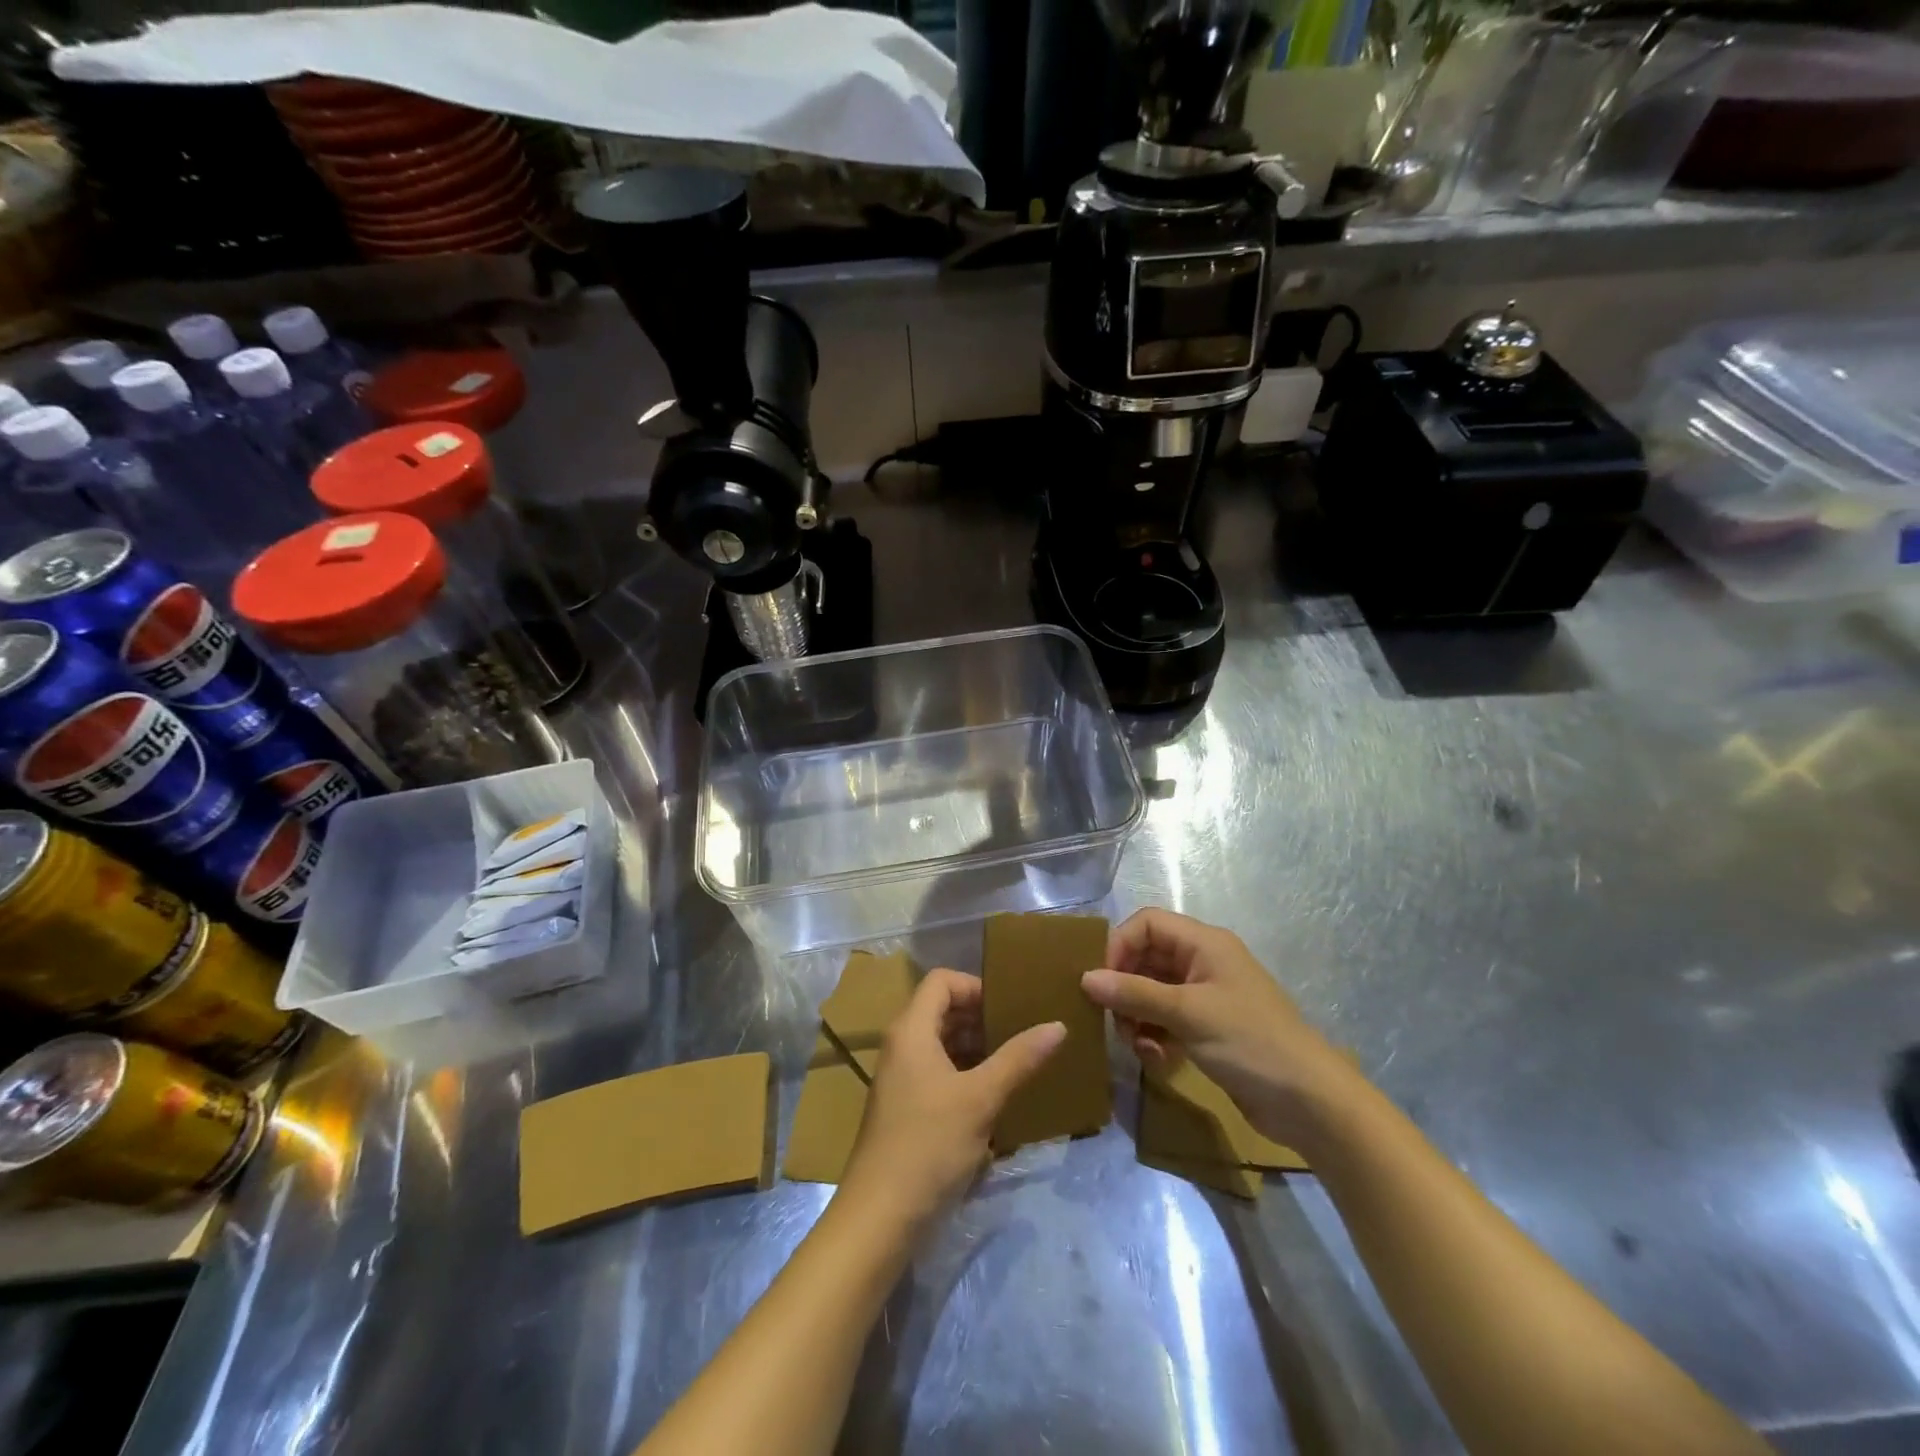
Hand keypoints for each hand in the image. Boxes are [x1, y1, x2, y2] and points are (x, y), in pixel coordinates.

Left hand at [840, 969, 1064, 1232]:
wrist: (880, 1216)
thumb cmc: (929, 1144)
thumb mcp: (980, 1098)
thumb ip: (1019, 1058)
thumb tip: (1058, 1024)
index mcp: (911, 1030)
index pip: (942, 981)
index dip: (976, 985)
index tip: (1012, 1005)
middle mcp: (902, 1045)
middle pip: (942, 1010)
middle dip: (982, 1016)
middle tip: (1023, 1030)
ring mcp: (902, 1078)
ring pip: (942, 1043)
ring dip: (977, 1047)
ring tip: (1017, 1060)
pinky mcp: (906, 1107)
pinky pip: (939, 1072)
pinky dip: (966, 1073)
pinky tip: (996, 1094)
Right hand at [1081, 908, 1358, 1148]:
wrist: (1310, 1102)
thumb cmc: (1249, 1042)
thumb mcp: (1187, 1014)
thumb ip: (1134, 993)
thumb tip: (1085, 978)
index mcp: (1204, 943)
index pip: (1147, 923)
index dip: (1119, 945)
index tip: (1101, 981)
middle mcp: (1203, 962)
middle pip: (1146, 958)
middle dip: (1124, 987)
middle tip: (1113, 1020)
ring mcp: (1206, 997)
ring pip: (1152, 991)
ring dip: (1136, 1016)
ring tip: (1136, 1045)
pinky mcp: (1207, 1029)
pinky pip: (1165, 1019)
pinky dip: (1154, 1035)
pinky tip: (1156, 1059)